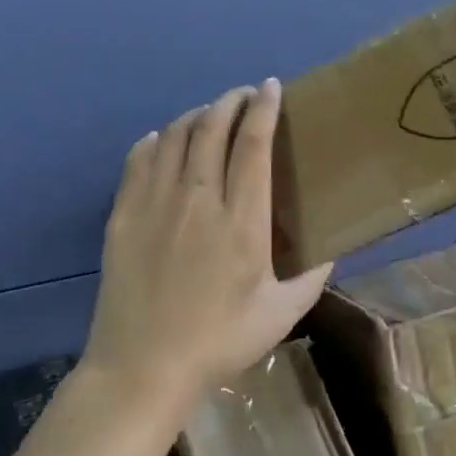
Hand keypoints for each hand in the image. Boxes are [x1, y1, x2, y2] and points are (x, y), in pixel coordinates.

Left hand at [82, 79, 332, 417]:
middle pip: (212, 127)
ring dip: (197, 115)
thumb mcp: (281, 314)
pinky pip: (139, 158)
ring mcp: (155, 204)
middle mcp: (198, 200)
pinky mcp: (123, 214)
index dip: (263, 108)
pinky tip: (165, 142)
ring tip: (211, 116)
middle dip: (231, 101)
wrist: (143, 368)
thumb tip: (331, 250)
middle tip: (245, 96)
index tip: (271, 88)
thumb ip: (312, 277)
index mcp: (241, 221)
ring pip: (175, 136)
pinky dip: (157, 139)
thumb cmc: (218, 341)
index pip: (253, 144)